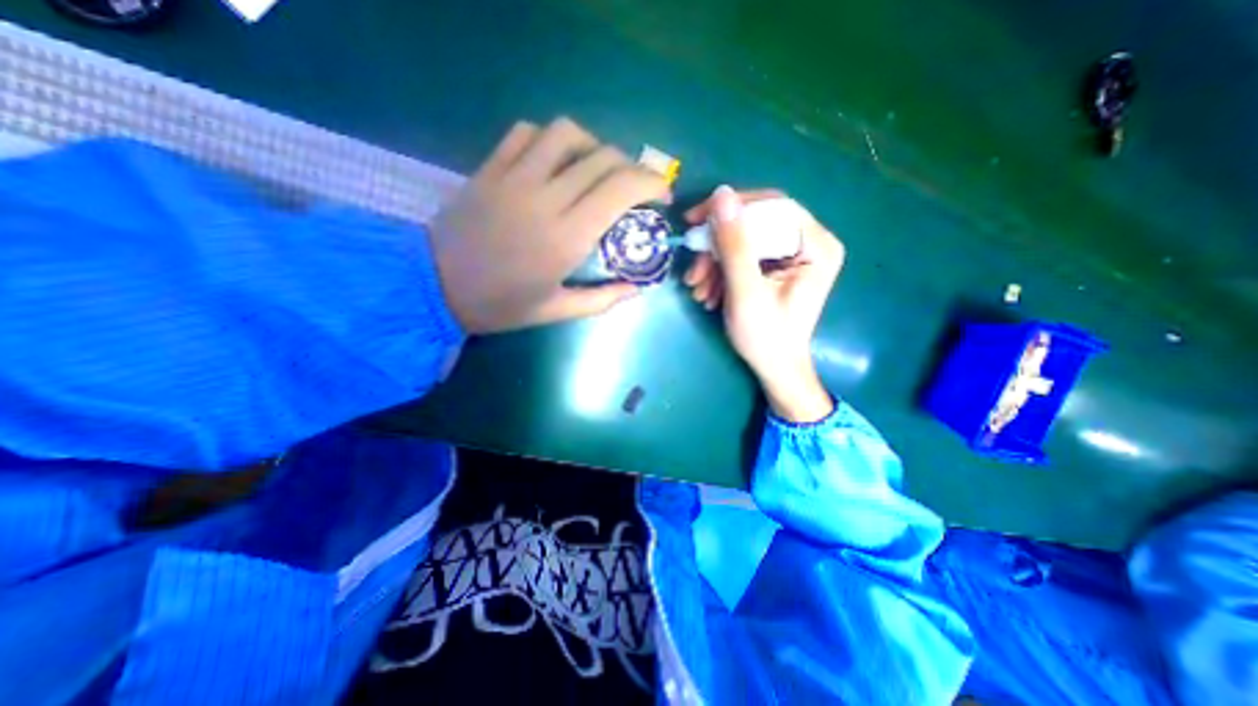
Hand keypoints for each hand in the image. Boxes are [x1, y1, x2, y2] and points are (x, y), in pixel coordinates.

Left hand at [430, 115, 667, 334]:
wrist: (435, 286)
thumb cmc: (500, 305)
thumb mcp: (556, 311)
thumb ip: (602, 299)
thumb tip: (637, 288)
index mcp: (566, 237)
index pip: (621, 188)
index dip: (651, 183)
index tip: (661, 197)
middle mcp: (545, 198)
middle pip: (603, 157)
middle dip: (632, 167)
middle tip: (635, 189)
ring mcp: (514, 177)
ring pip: (566, 134)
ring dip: (594, 146)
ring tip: (597, 170)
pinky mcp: (491, 168)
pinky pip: (526, 133)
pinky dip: (551, 140)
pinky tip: (556, 161)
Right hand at [685, 185, 849, 422]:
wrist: (774, 369)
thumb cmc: (766, 337)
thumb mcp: (746, 291)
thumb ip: (734, 245)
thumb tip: (720, 194)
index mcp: (816, 245)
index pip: (772, 207)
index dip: (731, 209)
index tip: (695, 221)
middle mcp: (808, 243)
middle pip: (755, 224)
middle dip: (717, 247)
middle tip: (693, 268)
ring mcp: (792, 256)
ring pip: (744, 242)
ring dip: (714, 263)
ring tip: (697, 289)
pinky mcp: (776, 267)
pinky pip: (743, 257)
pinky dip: (721, 272)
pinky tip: (708, 293)